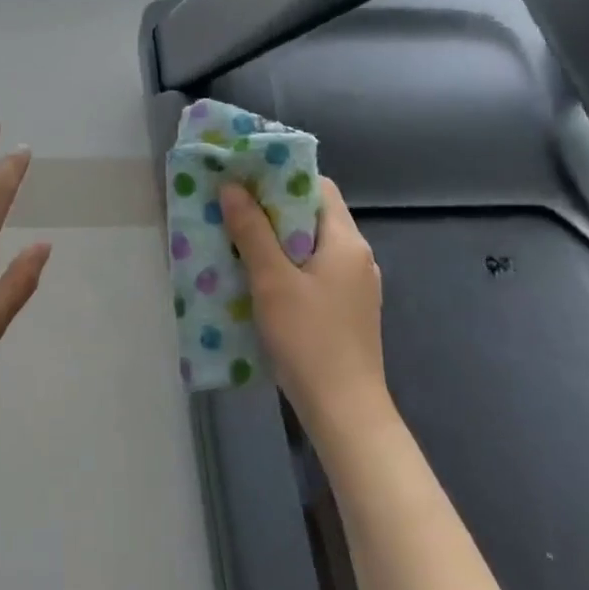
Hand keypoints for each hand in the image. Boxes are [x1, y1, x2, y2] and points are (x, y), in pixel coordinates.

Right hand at [221, 177, 389, 439]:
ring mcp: (354, 287)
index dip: (282, 177)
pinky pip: (312, 273)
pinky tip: (256, 280)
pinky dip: (285, 267)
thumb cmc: (309, 339)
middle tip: (231, 207)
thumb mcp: (272, 280)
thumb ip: (252, 231)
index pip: (318, 187)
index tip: (245, 178)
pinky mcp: (344, 311)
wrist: (345, 412)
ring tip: (235, 240)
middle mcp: (357, 257)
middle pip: (312, 216)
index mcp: (346, 241)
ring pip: (309, 247)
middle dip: (271, 209)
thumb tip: (232, 187)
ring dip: (275, 240)